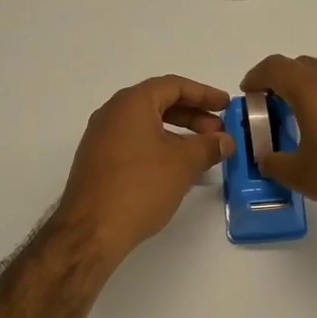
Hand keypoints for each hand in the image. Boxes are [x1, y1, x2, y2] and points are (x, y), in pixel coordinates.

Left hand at [55, 75, 235, 262]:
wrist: (90, 231)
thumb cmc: (139, 187)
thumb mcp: (183, 164)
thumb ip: (208, 147)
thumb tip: (226, 140)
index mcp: (131, 103)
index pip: (174, 85)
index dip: (204, 94)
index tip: (227, 106)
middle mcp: (112, 113)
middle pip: (159, 103)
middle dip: (193, 116)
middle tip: (219, 133)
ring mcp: (101, 138)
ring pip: (147, 125)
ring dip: (178, 134)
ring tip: (203, 153)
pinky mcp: (98, 162)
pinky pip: (135, 143)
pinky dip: (160, 148)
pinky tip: (177, 170)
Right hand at [240, 54, 316, 238]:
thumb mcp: (303, 177)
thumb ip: (276, 163)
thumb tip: (267, 158)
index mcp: (315, 91)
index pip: (277, 67)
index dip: (257, 77)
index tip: (248, 93)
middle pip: (303, 67)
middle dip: (283, 82)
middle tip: (272, 109)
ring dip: (311, 93)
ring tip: (303, 124)